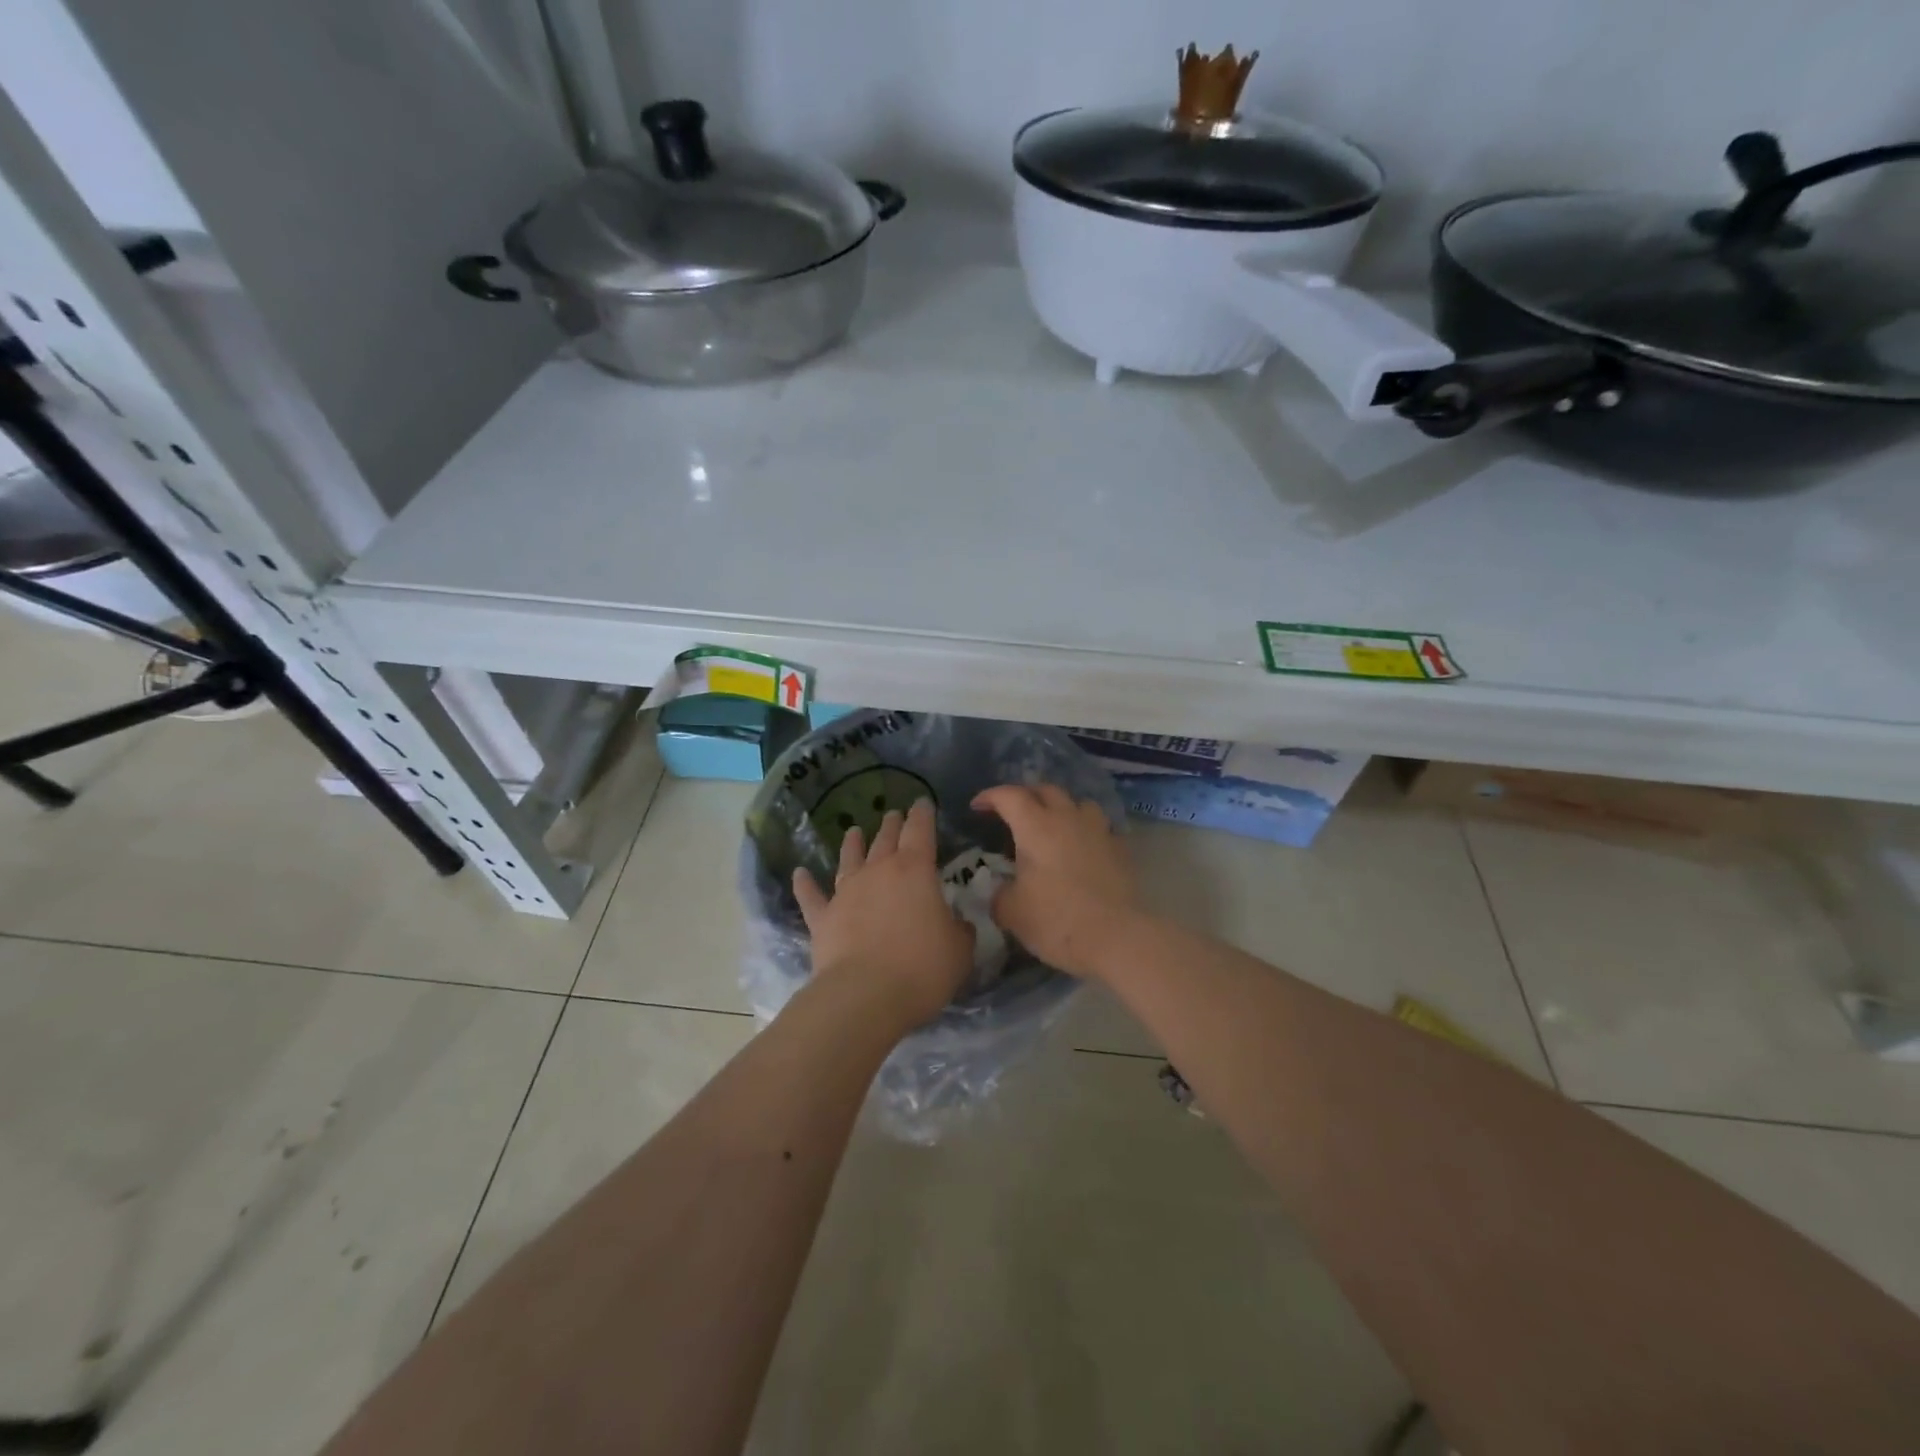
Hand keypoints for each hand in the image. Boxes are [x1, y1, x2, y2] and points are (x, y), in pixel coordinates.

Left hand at [792, 798, 973, 1030]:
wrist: (865, 996)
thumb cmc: (922, 968)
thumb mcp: (959, 950)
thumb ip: (959, 930)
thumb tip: (957, 923)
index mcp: (915, 870)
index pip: (921, 831)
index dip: (923, 815)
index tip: (922, 803)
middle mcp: (878, 872)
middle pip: (885, 840)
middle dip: (892, 825)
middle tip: (894, 814)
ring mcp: (846, 893)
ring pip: (849, 859)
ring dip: (852, 844)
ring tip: (853, 830)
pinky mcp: (823, 919)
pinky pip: (812, 896)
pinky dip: (805, 884)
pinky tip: (799, 874)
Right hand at [970, 784, 1139, 979]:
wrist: (1116, 938)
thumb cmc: (1057, 921)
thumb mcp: (1012, 913)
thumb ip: (1000, 895)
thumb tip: (1002, 891)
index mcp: (1036, 827)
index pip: (1009, 796)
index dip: (990, 796)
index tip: (977, 806)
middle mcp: (1068, 819)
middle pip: (1046, 790)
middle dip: (1025, 795)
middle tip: (1012, 812)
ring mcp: (1098, 831)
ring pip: (1078, 803)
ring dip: (1061, 808)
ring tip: (1052, 825)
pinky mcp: (1120, 849)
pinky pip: (1098, 827)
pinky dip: (1084, 831)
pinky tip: (1080, 849)